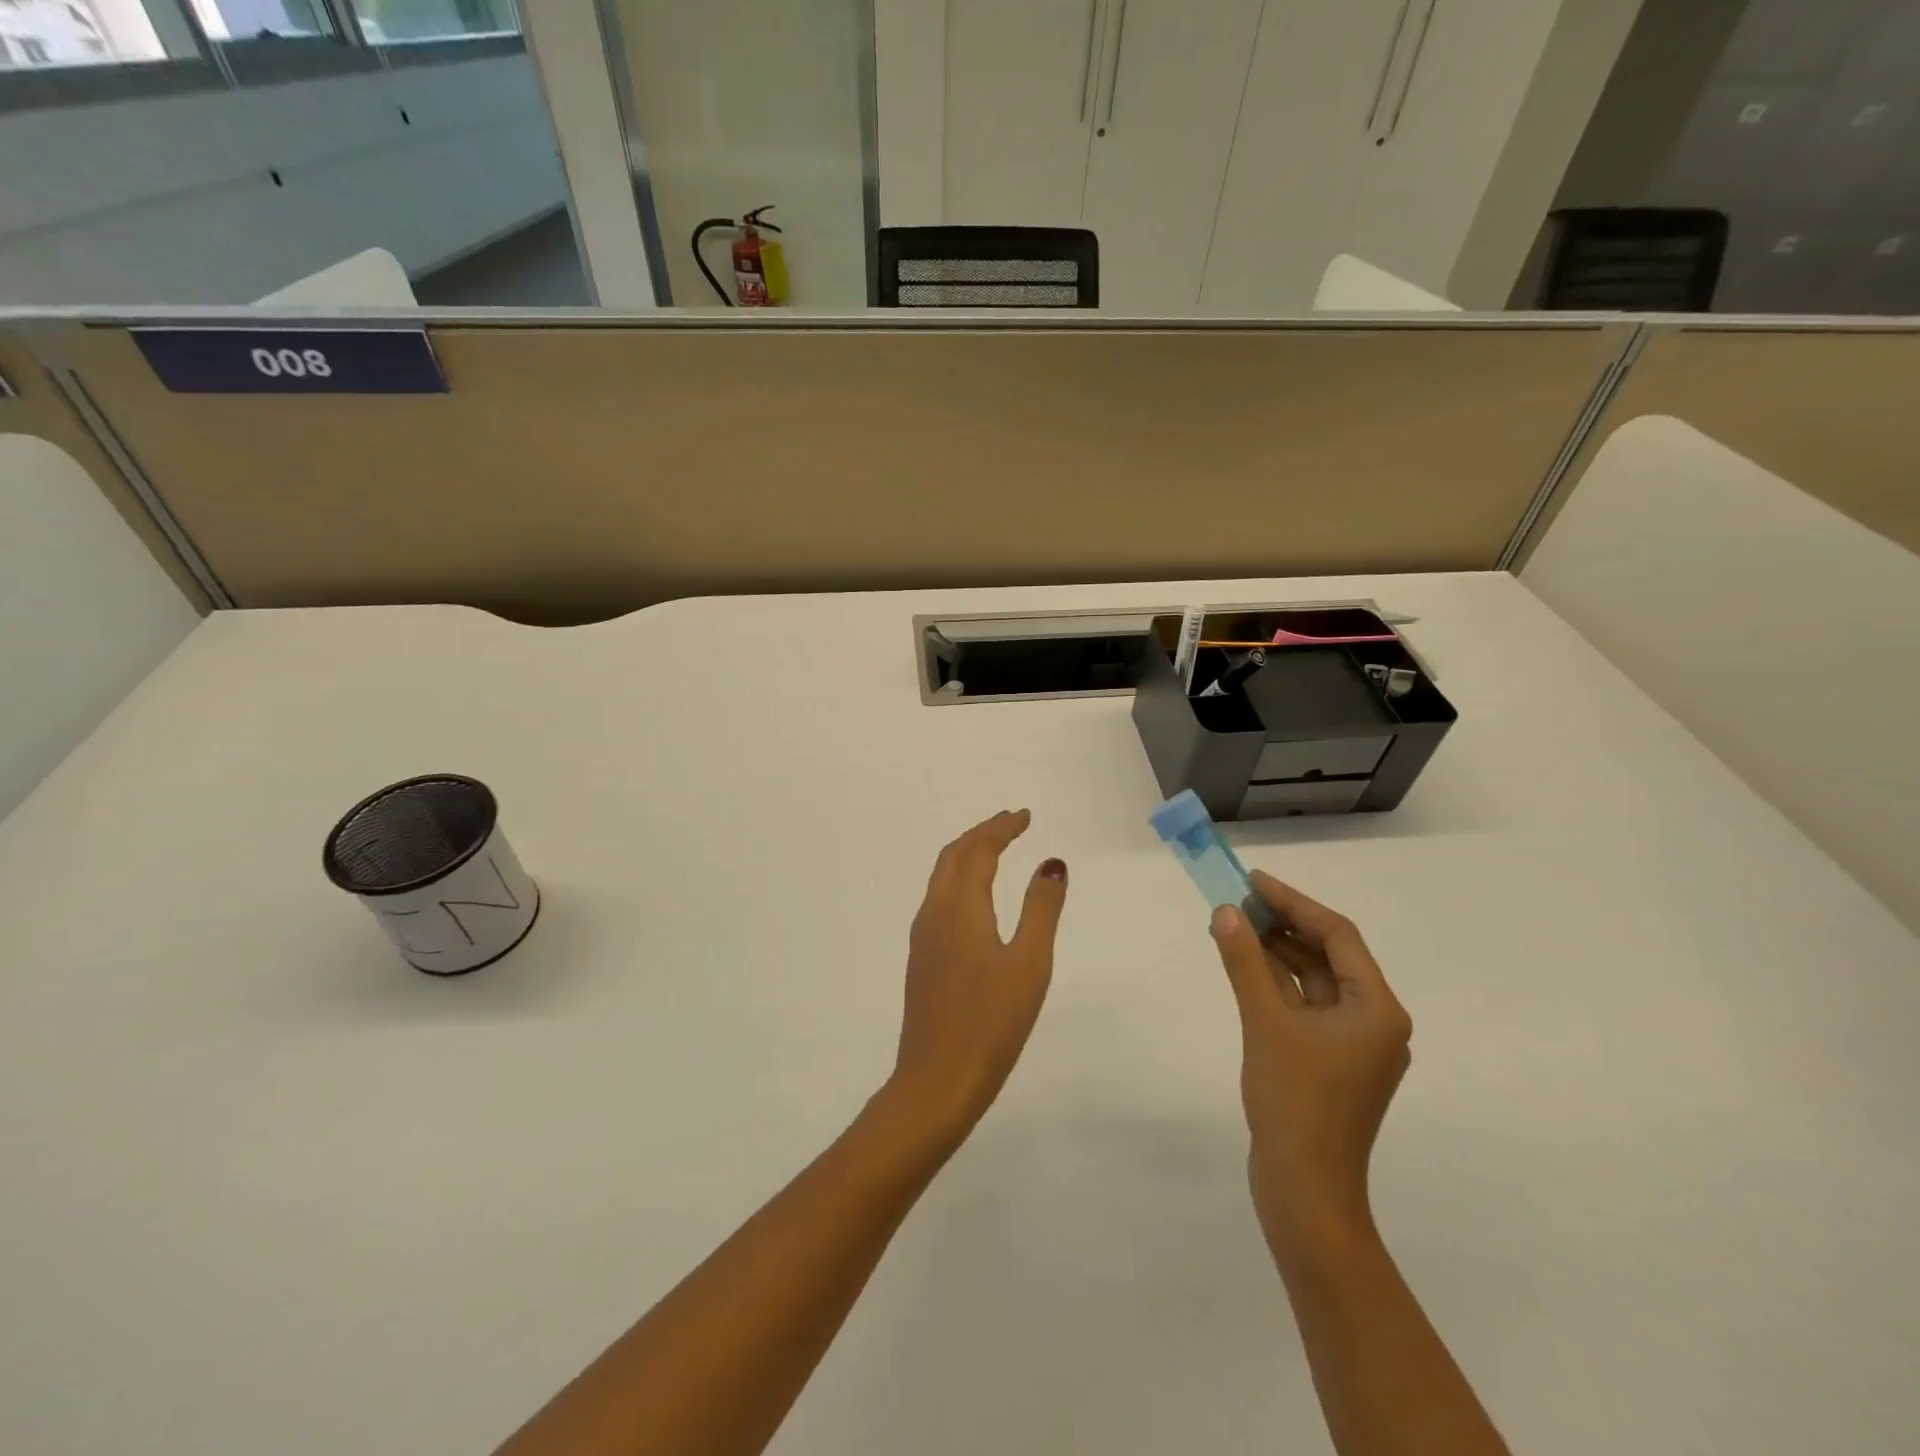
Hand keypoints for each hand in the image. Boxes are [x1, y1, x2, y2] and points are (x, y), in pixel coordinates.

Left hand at [888, 810, 1067, 1136]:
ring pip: (942, 876)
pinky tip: (974, 896)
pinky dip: (959, 878)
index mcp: (960, 907)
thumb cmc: (992, 1021)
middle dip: (982, 833)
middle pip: (953, 856)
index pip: (978, 851)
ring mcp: (923, 936)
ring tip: (995, 849)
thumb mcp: (1029, 963)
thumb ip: (1041, 909)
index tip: (1024, 815)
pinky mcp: (922, 958)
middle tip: (1011, 823)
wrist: (938, 1079)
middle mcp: (934, 912)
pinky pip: (938, 897)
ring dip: (967, 854)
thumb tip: (1052, 864)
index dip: (1001, 828)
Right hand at [1210, 871, 1411, 1251]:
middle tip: (1237, 900)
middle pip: (1328, 955)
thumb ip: (1245, 962)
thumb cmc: (1294, 1101)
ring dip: (1276, 953)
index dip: (1293, 902)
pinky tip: (1245, 967)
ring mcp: (1354, 1044)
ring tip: (1234, 926)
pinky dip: (1277, 984)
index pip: (1337, 935)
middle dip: (1283, 925)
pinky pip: (1305, 1006)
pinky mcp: (1332, 1062)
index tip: (1253, 880)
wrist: (1304, 1189)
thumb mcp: (1265, 1022)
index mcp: (1377, 1009)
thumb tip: (1226, 912)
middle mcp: (1374, 1021)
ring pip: (1314, 981)